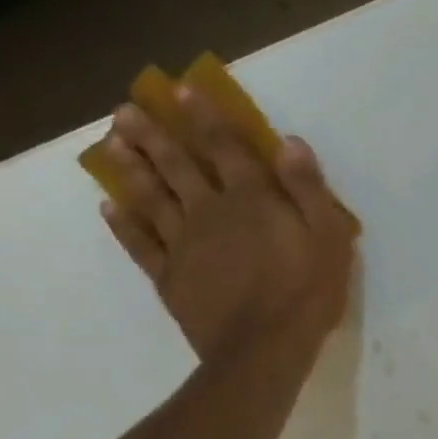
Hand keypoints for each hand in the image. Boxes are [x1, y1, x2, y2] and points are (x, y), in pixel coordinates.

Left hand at [95, 88, 357, 361]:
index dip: (205, 117)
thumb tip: (289, 143)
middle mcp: (211, 212)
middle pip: (177, 166)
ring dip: (131, 168)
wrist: (264, 349)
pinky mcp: (168, 277)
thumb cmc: (307, 290)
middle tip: (124, 110)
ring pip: (151, 198)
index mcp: (252, 199)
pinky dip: (122, 224)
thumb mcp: (329, 236)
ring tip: (110, 144)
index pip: (225, 148)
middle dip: (152, 135)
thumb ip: (308, 188)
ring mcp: (183, 245)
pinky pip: (139, 244)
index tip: (182, 90)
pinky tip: (108, 206)